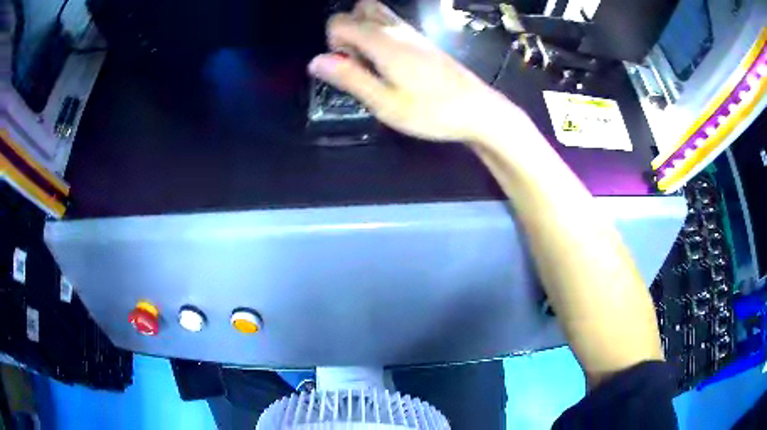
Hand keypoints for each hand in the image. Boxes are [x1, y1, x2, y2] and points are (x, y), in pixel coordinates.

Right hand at [308, 0, 518, 143]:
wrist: (479, 110)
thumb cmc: (431, 111)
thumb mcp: (384, 102)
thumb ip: (349, 78)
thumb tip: (315, 61)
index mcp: (382, 41)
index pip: (340, 21)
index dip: (332, 42)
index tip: (346, 67)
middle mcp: (396, 29)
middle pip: (360, 9)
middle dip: (348, 30)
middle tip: (359, 61)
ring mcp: (413, 33)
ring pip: (378, 14)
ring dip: (365, 32)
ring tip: (374, 64)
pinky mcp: (424, 41)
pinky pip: (394, 26)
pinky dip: (382, 36)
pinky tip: (391, 64)